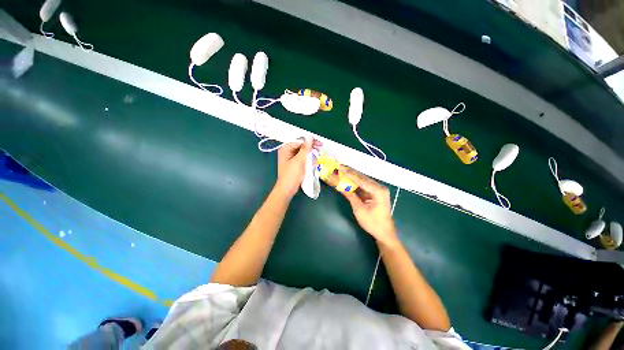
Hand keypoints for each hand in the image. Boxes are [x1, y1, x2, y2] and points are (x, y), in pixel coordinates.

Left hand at [275, 139, 320, 197]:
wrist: (287, 189)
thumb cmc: (292, 174)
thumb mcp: (299, 160)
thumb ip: (305, 148)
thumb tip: (310, 137)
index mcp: (286, 149)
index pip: (299, 141)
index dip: (310, 141)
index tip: (319, 144)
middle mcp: (287, 151)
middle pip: (301, 146)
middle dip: (311, 148)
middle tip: (320, 149)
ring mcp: (291, 158)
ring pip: (302, 152)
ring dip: (310, 153)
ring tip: (318, 155)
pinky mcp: (294, 164)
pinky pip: (302, 158)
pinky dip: (308, 158)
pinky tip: (313, 160)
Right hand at [339, 165, 397, 246]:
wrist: (384, 233)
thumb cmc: (373, 223)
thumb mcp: (359, 209)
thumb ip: (350, 195)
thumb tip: (339, 186)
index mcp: (378, 190)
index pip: (361, 179)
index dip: (349, 173)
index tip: (340, 167)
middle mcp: (379, 187)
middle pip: (362, 178)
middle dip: (350, 173)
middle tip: (339, 167)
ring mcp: (377, 190)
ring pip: (362, 180)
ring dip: (351, 177)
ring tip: (341, 171)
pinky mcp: (374, 193)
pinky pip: (362, 186)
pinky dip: (354, 183)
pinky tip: (347, 179)